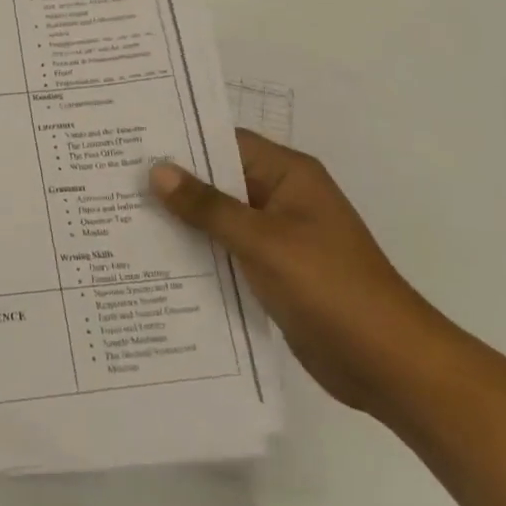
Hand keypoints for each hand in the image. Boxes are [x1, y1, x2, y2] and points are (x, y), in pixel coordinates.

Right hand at [149, 130, 453, 416]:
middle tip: (115, 178)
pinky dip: (198, 250)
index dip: (180, 140)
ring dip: (182, 219)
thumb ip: (208, 207)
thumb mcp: (263, 242)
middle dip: (173, 181)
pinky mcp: (273, 271)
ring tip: (123, 215)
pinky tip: (156, 257)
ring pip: (219, 216)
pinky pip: (226, 249)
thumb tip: (157, 170)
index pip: (225, 141)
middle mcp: (281, 197)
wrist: (390, 366)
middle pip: (218, 178)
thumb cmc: (330, 288)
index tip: (132, 142)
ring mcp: (278, 236)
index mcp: (288, 175)